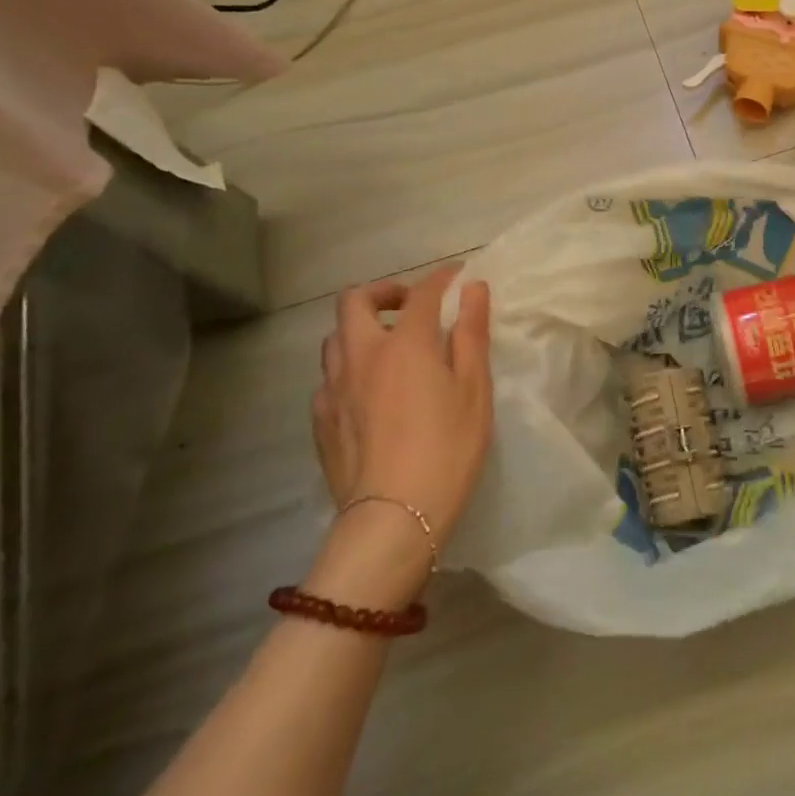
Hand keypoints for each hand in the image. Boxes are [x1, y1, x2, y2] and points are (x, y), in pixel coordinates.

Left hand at [312, 267, 492, 565]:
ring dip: (361, 328)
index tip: (458, 276)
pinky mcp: (320, 419)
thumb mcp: (474, 390)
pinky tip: (369, 392)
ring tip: (389, 347)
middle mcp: (361, 355)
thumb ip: (471, 334)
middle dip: (385, 292)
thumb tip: (473, 289)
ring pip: (335, 337)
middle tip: (412, 307)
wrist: (394, 518)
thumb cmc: (448, 450)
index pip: (423, 293)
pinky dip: (350, 367)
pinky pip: (329, 376)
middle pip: (356, 301)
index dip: (442, 278)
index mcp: (405, 345)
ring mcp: (333, 387)